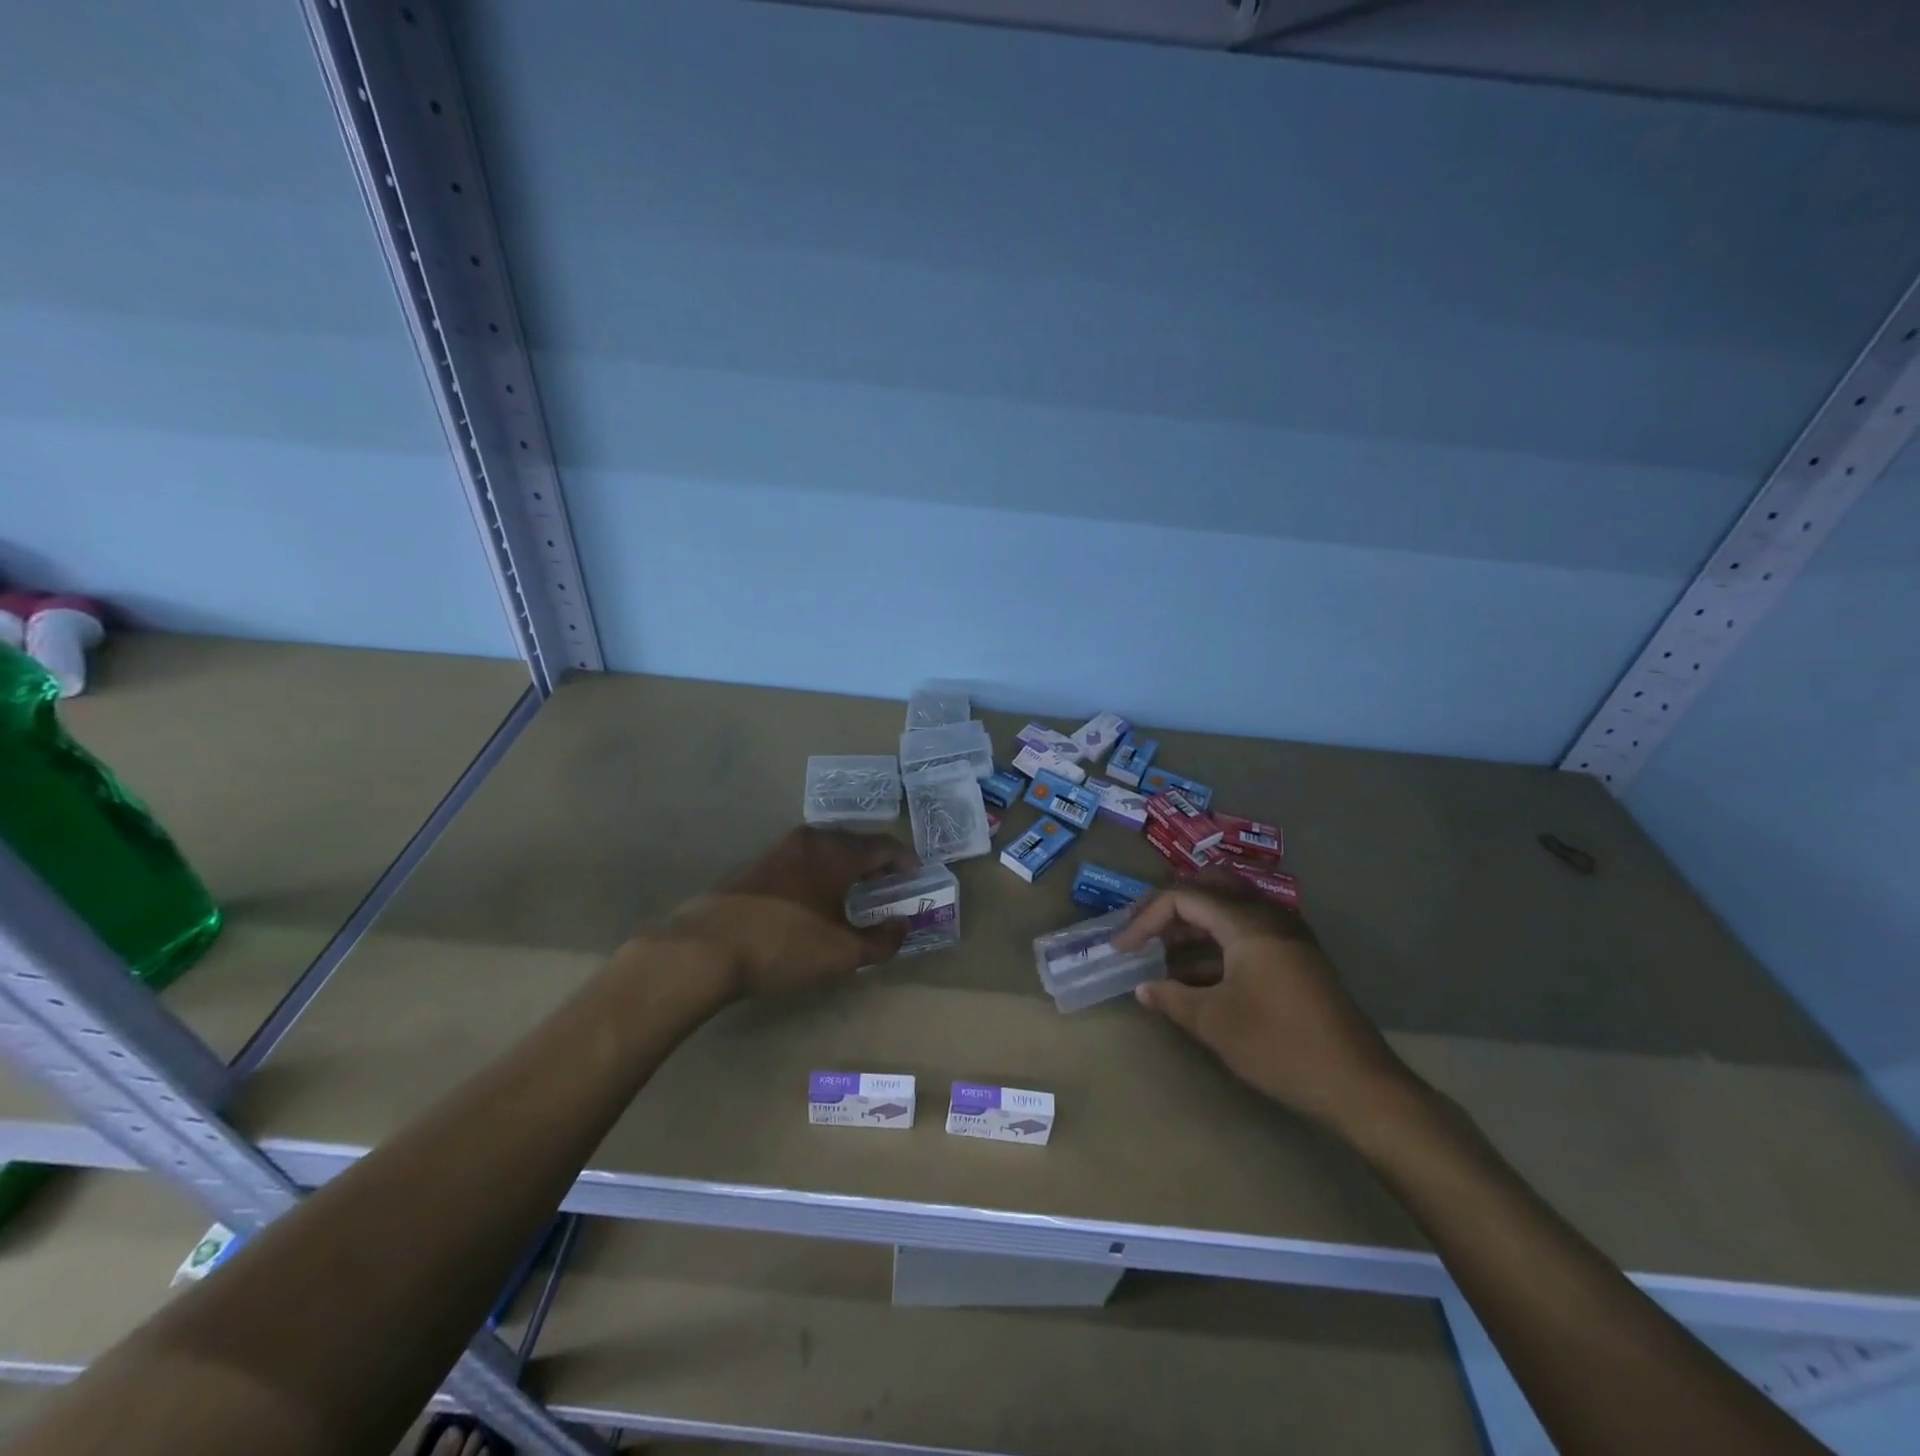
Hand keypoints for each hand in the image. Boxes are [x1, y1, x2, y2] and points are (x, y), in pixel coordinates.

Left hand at [656, 827, 920, 998]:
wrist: (705, 949)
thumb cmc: (784, 945)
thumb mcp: (843, 953)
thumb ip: (883, 941)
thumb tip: (902, 926)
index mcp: (836, 853)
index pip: (883, 846)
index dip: (905, 860)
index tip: (916, 875)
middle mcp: (809, 840)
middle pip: (854, 842)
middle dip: (876, 862)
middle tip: (888, 884)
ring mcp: (777, 850)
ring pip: (825, 850)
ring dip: (845, 866)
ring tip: (854, 891)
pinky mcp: (754, 866)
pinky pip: (801, 860)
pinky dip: (819, 872)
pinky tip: (815, 898)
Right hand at [1112, 874, 1415, 1134]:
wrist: (1360, 1086)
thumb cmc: (1281, 1046)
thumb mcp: (1216, 1023)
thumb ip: (1173, 999)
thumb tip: (1144, 988)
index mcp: (1247, 922)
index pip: (1184, 898)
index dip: (1146, 919)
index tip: (1122, 949)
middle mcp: (1269, 916)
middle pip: (1210, 888)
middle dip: (1171, 908)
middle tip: (1144, 933)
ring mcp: (1288, 936)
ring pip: (1230, 910)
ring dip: (1194, 926)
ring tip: (1163, 957)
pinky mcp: (1297, 958)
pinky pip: (1247, 932)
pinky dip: (1217, 944)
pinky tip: (1197, 975)